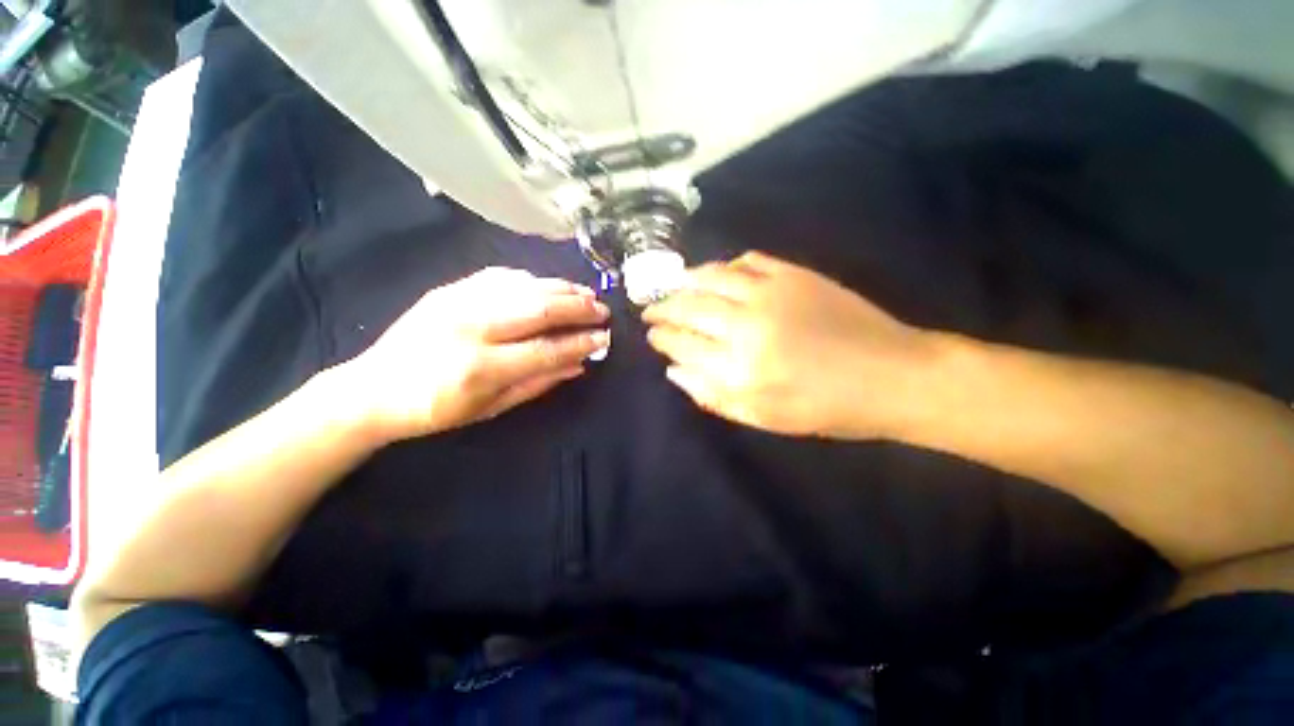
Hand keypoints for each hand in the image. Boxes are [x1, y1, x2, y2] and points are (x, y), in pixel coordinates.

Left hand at [342, 267, 609, 442]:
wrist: (373, 387)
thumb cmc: (436, 409)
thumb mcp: (491, 408)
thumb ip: (538, 383)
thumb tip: (578, 365)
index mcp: (481, 367)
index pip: (546, 349)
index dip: (580, 343)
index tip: (604, 338)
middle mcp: (472, 327)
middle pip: (539, 309)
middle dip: (578, 308)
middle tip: (602, 310)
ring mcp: (458, 302)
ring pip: (524, 286)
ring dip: (561, 289)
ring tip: (586, 295)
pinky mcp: (450, 289)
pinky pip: (501, 277)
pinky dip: (532, 281)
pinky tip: (549, 287)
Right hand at [642, 251, 934, 438]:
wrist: (892, 376)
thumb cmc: (825, 409)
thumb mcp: (763, 418)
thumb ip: (712, 396)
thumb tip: (674, 371)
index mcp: (739, 368)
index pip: (682, 344)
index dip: (661, 338)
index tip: (651, 336)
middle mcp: (747, 326)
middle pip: (689, 308)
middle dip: (663, 308)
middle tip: (650, 310)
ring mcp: (771, 294)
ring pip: (711, 278)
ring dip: (684, 281)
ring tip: (672, 286)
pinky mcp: (794, 275)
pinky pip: (748, 261)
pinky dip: (725, 265)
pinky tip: (718, 274)